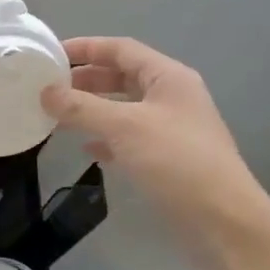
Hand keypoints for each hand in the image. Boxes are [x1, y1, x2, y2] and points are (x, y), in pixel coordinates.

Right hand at [41, 37, 269, 256]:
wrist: (224, 221)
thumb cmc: (176, 162)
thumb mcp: (124, 127)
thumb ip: (81, 107)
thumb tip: (45, 92)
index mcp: (168, 77)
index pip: (121, 49)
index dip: (86, 47)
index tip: (51, 54)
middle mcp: (172, 96)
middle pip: (123, 76)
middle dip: (86, 79)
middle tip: (50, 87)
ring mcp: (172, 129)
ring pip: (124, 108)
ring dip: (93, 109)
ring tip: (59, 115)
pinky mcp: (169, 159)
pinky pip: (130, 138)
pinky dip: (107, 138)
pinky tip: (87, 149)